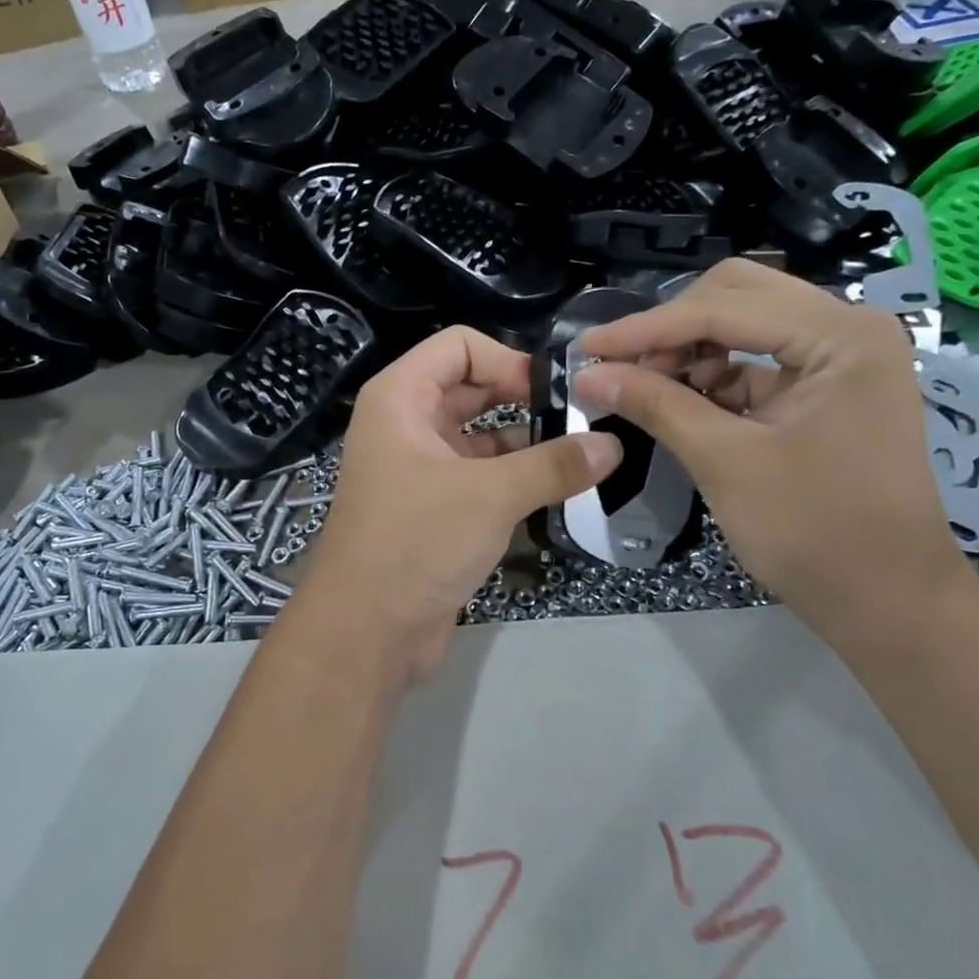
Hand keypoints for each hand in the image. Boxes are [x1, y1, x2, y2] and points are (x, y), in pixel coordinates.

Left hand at [297, 327, 621, 687]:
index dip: (508, 359)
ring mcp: (417, 466)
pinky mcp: (432, 507)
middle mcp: (404, 423)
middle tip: (583, 418)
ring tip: (583, 453)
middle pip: (471, 387)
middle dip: (524, 399)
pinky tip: (558, 489)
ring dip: (525, 442)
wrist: (365, 631)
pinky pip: (478, 474)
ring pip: (478, 435)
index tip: (556, 391)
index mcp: (400, 398)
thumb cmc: (416, 543)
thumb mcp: (490, 496)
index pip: (459, 346)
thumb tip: (613, 445)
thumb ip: (553, 465)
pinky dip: (513, 477)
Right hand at [575, 260, 975, 646]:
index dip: (647, 327)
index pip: (723, 307)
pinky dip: (712, 374)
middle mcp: (847, 328)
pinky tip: (678, 401)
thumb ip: (655, 405)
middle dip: (670, 329)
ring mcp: (840, 356)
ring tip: (644, 388)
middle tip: (620, 366)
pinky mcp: (827, 385)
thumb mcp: (723, 462)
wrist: (887, 602)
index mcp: (840, 336)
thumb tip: (586, 374)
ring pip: (743, 322)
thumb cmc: (813, 532)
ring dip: (688, 349)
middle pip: (736, 296)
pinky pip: (756, 358)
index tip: (586, 347)